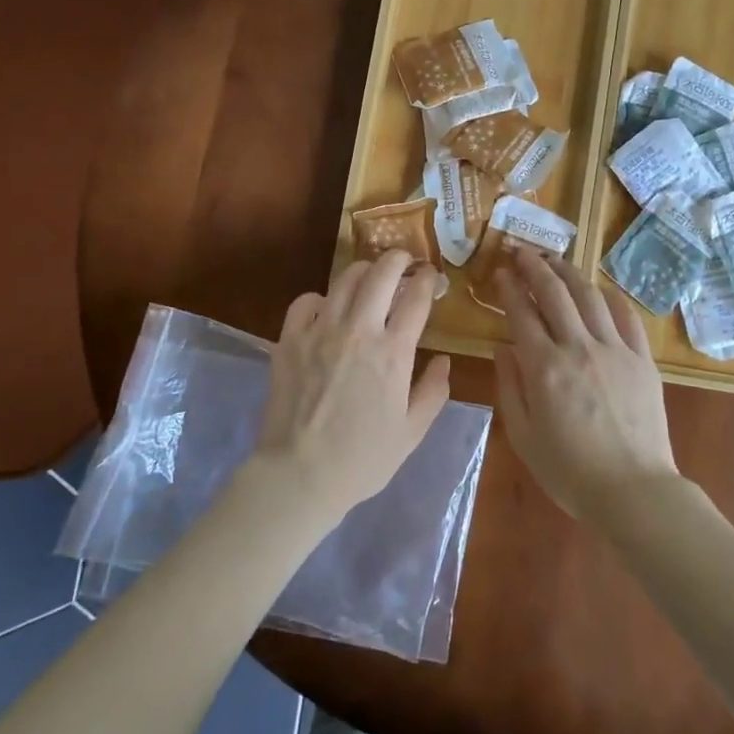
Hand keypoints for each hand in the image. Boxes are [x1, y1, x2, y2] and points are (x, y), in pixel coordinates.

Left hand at [250, 249, 451, 526]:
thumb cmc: (363, 459)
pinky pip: (305, 301)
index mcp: (393, 352)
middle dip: (398, 259)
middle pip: (382, 274)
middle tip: (405, 261)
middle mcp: (358, 330)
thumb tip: (443, 359)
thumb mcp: (412, 431)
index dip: (428, 280)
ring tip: (370, 277)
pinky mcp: (289, 339)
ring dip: (363, 271)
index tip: (431, 276)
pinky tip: (326, 309)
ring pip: (345, 279)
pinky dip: (320, 297)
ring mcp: (320, 331)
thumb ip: (434, 391)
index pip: (417, 297)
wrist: (299, 475)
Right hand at [492, 248, 679, 522]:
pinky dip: (611, 297)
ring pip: (589, 297)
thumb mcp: (524, 436)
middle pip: (555, 293)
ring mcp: (615, 350)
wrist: (633, 490)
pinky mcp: (642, 359)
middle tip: (522, 251)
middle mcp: (578, 348)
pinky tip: (600, 290)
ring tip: (555, 260)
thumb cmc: (570, 471)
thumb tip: (502, 346)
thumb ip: (509, 387)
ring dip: (569, 272)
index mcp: (544, 367)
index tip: (499, 271)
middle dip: (535, 267)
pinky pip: (627, 317)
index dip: (508, 288)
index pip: (521, 313)